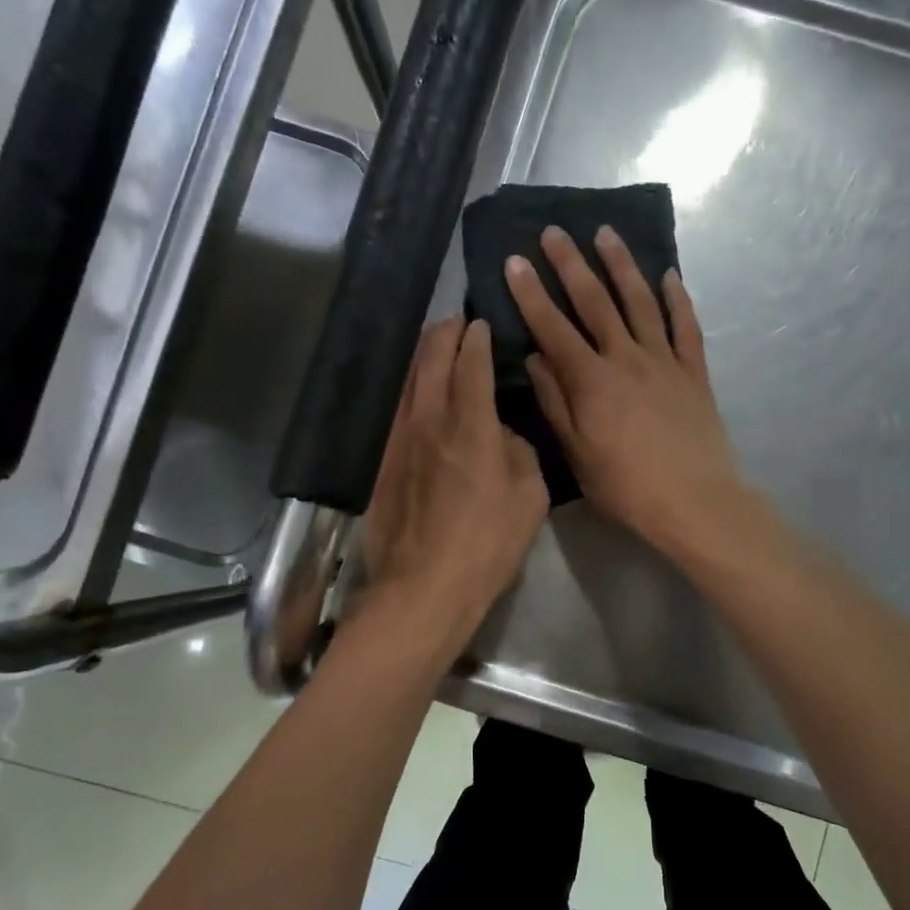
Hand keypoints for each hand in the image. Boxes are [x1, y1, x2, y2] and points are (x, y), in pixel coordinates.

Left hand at [359, 316, 547, 656]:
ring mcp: (398, 439)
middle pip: (430, 359)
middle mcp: (429, 419)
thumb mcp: (529, 497)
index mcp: (470, 424)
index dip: (478, 338)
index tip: (483, 323)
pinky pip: (395, 410)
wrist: (424, 587)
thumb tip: (504, 434)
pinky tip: (416, 394)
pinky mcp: (381, 462)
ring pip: (407, 381)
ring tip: (435, 347)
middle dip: (445, 333)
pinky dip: (408, 390)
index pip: (471, 362)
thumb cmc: (487, 544)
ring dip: (422, 357)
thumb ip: (519, 452)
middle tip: (457, 322)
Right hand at [506, 225, 743, 556]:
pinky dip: (678, 298)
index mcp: (592, 381)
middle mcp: (627, 358)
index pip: (554, 328)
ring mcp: (665, 361)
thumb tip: (535, 358)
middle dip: (571, 264)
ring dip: (622, 266)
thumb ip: (555, 402)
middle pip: (596, 302)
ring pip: (641, 302)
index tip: (515, 261)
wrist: (694, 501)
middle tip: (554, 231)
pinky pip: (686, 326)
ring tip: (606, 234)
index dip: (531, 294)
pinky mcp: (694, 372)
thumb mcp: (577, 453)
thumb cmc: (626, 486)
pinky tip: (669, 275)